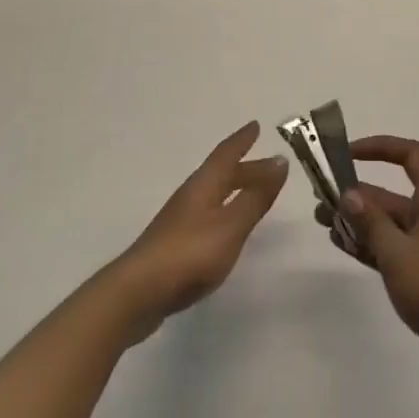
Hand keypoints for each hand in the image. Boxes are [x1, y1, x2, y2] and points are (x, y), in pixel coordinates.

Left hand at [113, 122, 288, 340]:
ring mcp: (180, 220)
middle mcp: (190, 196)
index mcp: (203, 185)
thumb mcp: (231, 225)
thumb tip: (279, 161)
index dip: (242, 140)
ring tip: (255, 193)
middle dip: (246, 168)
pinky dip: (225, 210)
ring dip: (236, 189)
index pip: (226, 154)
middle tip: (271, 166)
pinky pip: (208, 214)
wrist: (139, 292)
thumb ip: (255, 197)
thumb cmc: (190, 253)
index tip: (255, 125)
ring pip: (214, 194)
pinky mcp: (175, 244)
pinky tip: (229, 226)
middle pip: (221, 174)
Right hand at [315, 136, 418, 400]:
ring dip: (357, 221)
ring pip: (387, 223)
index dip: (381, 147)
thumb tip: (348, 194)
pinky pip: (389, 248)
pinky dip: (367, 244)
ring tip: (323, 222)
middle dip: (357, 193)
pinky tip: (341, 245)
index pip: (411, 156)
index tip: (348, 154)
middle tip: (321, 200)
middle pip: (392, 193)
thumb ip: (370, 222)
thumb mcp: (397, 252)